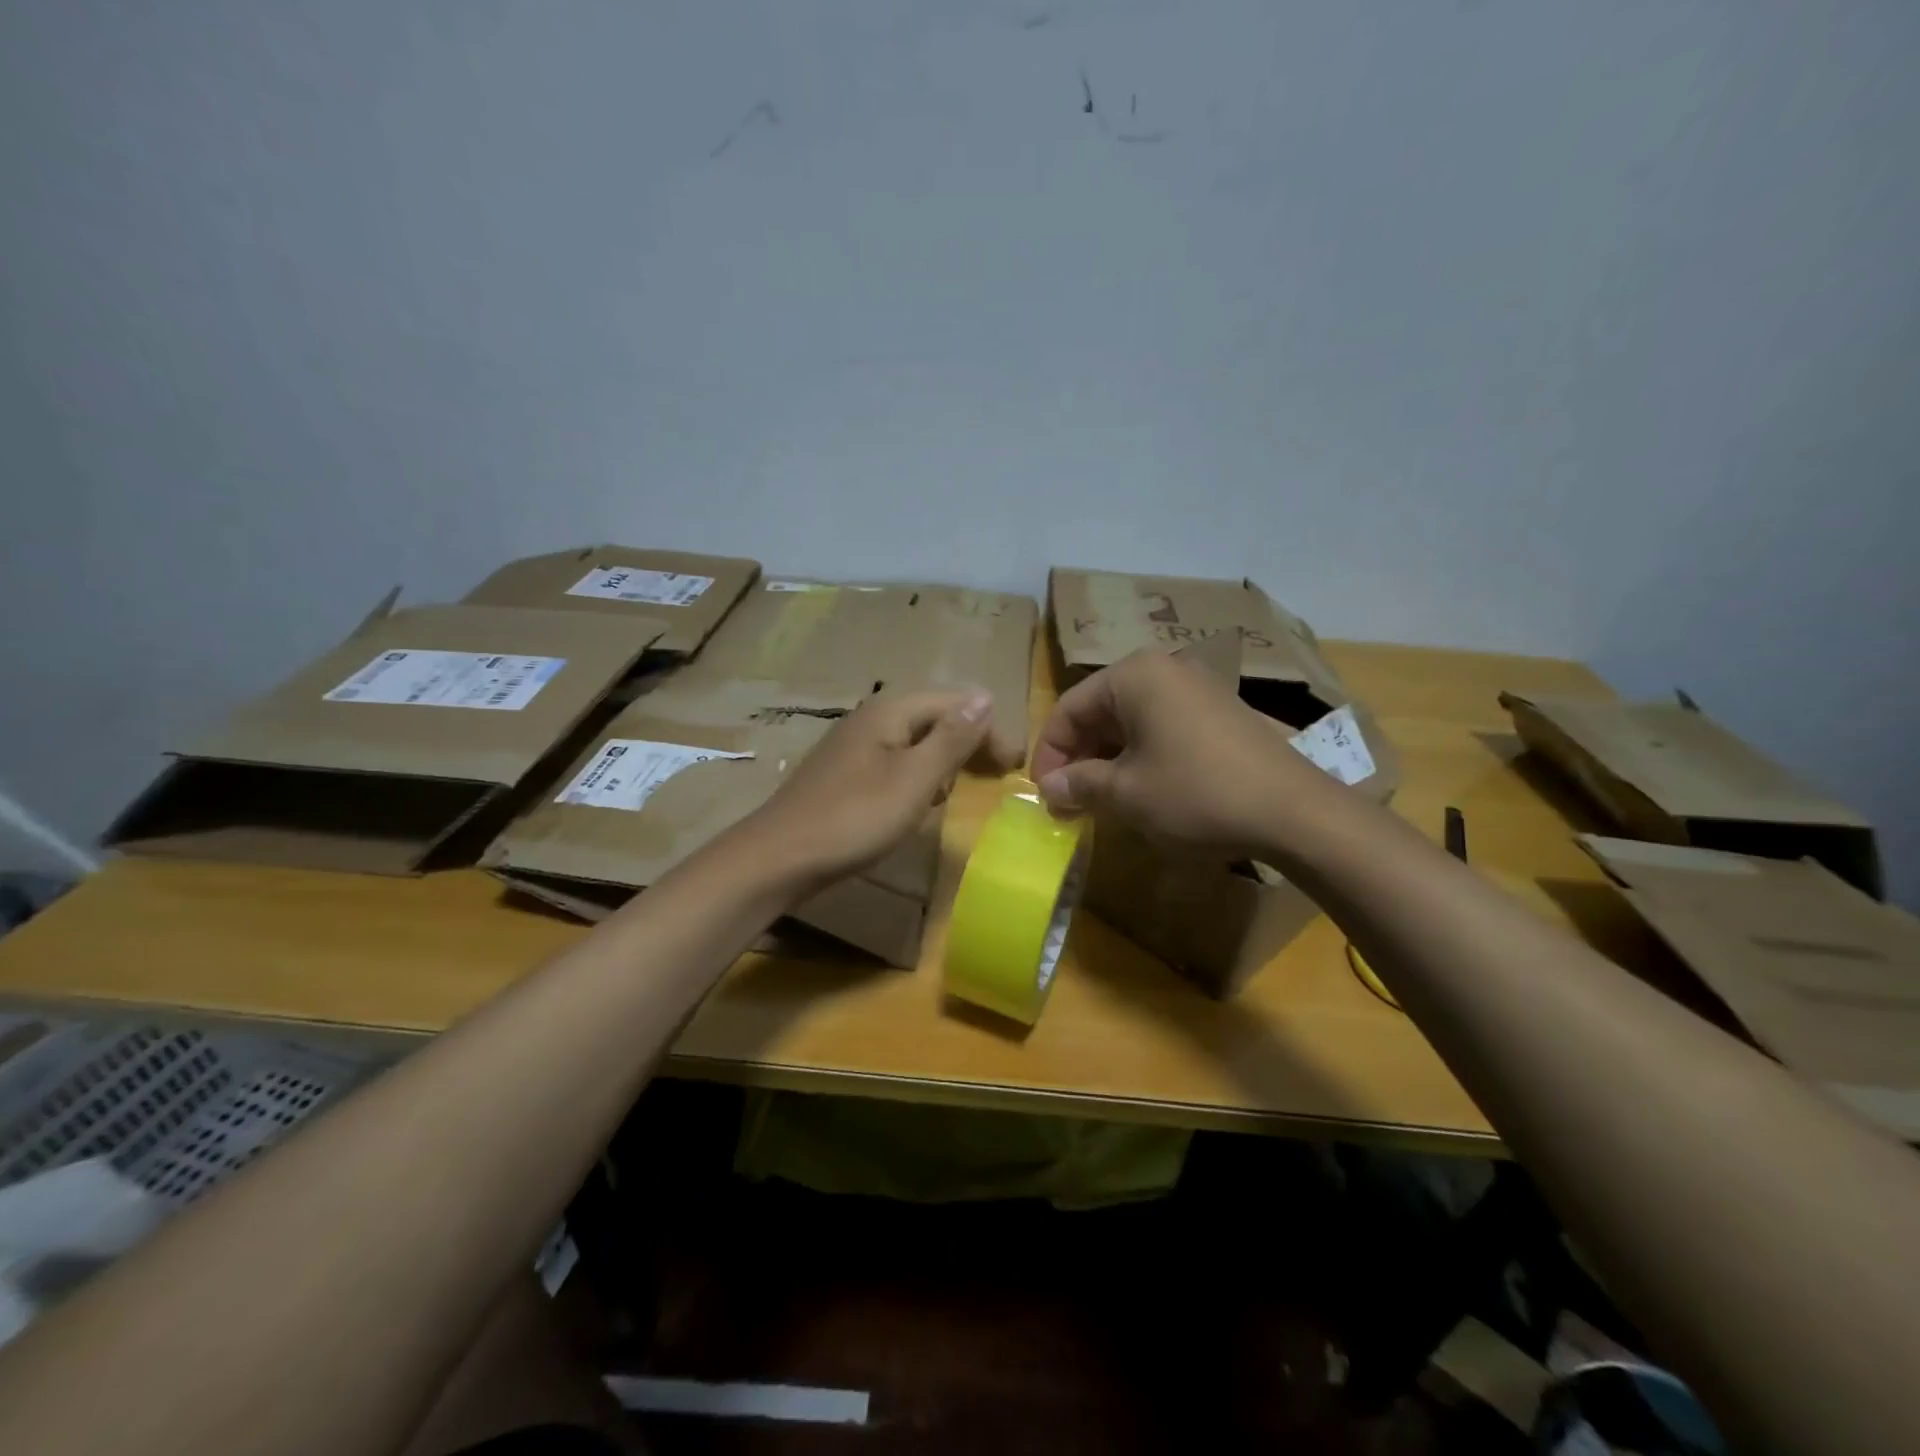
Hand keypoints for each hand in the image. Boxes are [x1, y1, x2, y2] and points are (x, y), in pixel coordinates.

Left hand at [744, 688, 1023, 892]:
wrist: (779, 857)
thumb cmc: (854, 818)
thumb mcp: (914, 780)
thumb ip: (952, 739)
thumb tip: (986, 696)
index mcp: (890, 711)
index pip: (954, 702)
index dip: (989, 728)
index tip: (1014, 763)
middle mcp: (871, 718)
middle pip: (934, 717)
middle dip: (969, 740)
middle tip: (999, 772)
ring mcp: (853, 745)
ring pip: (914, 740)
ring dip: (946, 757)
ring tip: (967, 783)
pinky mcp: (844, 772)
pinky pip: (895, 760)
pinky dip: (919, 773)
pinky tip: (923, 798)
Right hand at [1031, 649, 1336, 857]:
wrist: (1293, 812)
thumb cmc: (1196, 794)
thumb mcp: (1126, 794)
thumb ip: (1078, 784)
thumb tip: (1048, 787)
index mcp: (1134, 676)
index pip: (1069, 709)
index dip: (1049, 754)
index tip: (1043, 794)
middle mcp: (1164, 669)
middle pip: (1100, 711)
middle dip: (1079, 758)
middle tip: (1068, 802)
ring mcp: (1197, 687)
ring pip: (1131, 721)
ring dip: (1108, 760)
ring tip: (1099, 802)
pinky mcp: (1220, 711)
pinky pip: (1163, 727)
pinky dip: (1141, 756)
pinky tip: (1141, 791)